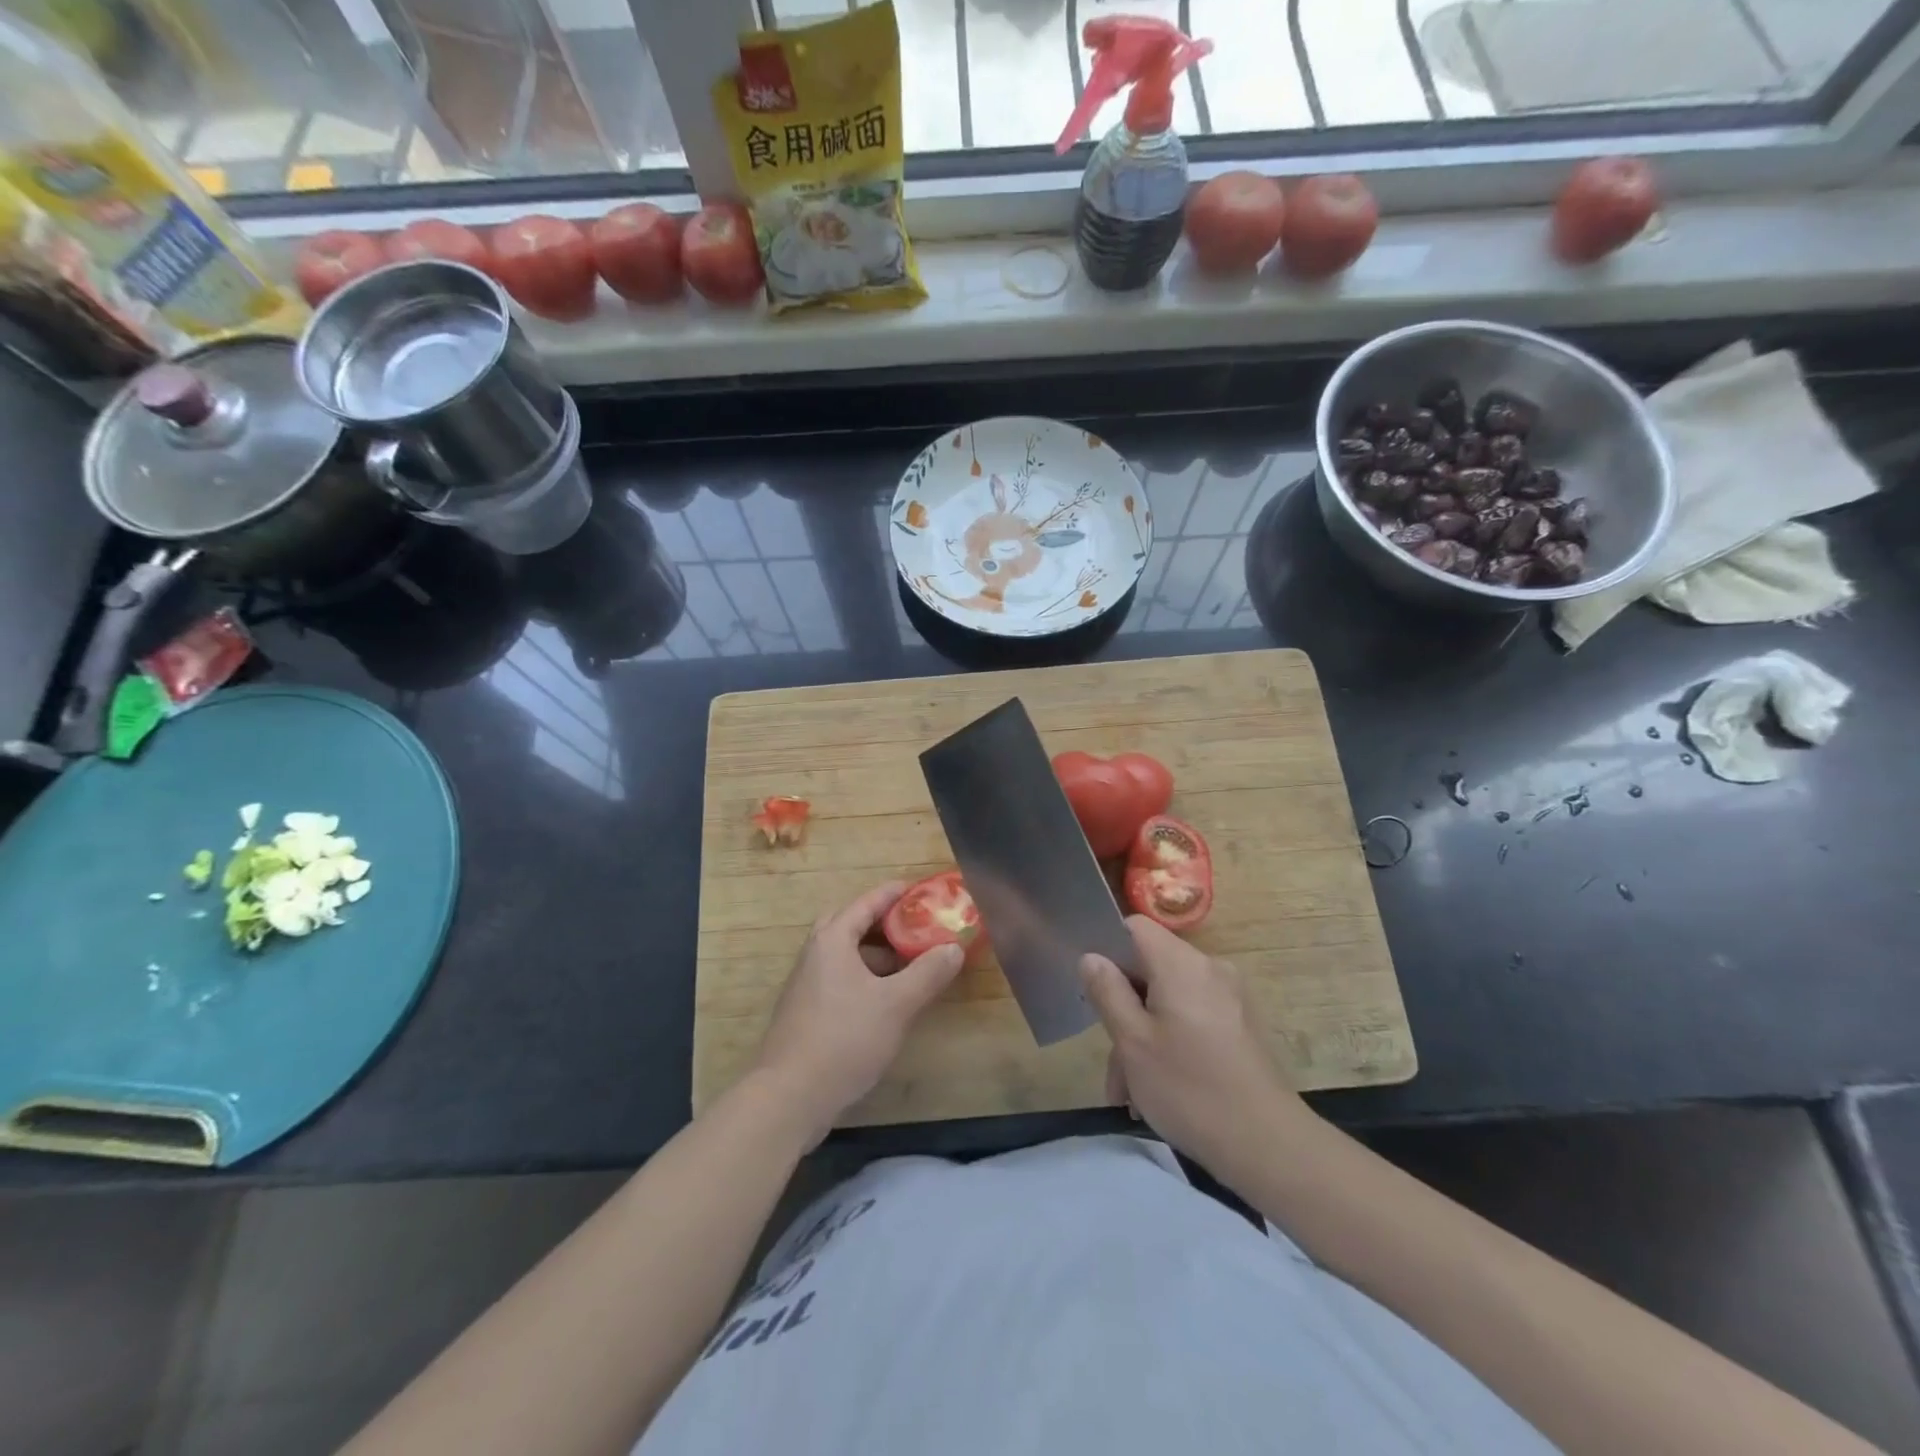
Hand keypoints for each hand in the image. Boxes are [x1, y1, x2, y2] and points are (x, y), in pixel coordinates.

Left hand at [751, 882, 963, 1145]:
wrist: (789, 1097)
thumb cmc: (844, 1039)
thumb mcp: (896, 1004)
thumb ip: (927, 973)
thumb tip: (954, 948)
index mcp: (832, 940)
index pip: (866, 903)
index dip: (894, 894)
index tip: (921, 889)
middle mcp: (815, 955)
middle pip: (851, 925)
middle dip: (883, 923)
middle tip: (913, 927)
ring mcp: (807, 985)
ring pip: (846, 955)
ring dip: (876, 954)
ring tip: (910, 964)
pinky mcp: (807, 1013)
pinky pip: (841, 979)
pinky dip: (866, 978)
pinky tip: (886, 1001)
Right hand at [1080, 916, 1306, 1183]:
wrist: (1269, 1146)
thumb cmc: (1190, 1088)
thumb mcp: (1133, 1042)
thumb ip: (1107, 992)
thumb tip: (1091, 957)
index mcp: (1181, 963)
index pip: (1135, 926)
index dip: (1108, 948)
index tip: (1094, 988)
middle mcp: (1209, 969)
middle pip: (1151, 969)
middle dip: (1125, 1010)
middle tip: (1112, 1063)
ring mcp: (1231, 997)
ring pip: (1169, 1000)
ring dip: (1145, 1036)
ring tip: (1132, 1093)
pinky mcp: (1242, 1026)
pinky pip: (1193, 1018)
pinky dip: (1172, 1043)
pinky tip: (1161, 1091)